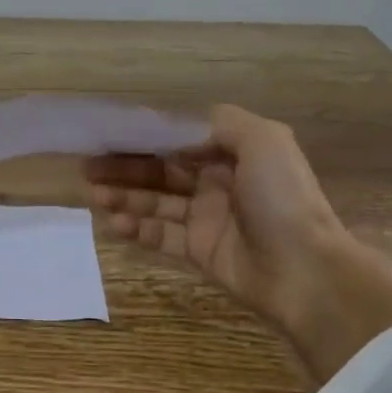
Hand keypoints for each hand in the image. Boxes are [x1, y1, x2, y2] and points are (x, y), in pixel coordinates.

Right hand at [87, 104, 391, 381]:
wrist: (304, 269)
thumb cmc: (281, 198)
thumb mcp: (264, 140)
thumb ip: (221, 123)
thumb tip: (178, 127)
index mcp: (234, 153)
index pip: (178, 140)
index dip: (144, 138)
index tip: (109, 136)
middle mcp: (218, 182)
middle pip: (161, 170)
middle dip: (125, 168)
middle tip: (88, 168)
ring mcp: (207, 219)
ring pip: (156, 203)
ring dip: (125, 197)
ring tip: (94, 195)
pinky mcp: (198, 251)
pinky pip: (160, 236)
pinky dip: (137, 229)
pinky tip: (115, 224)